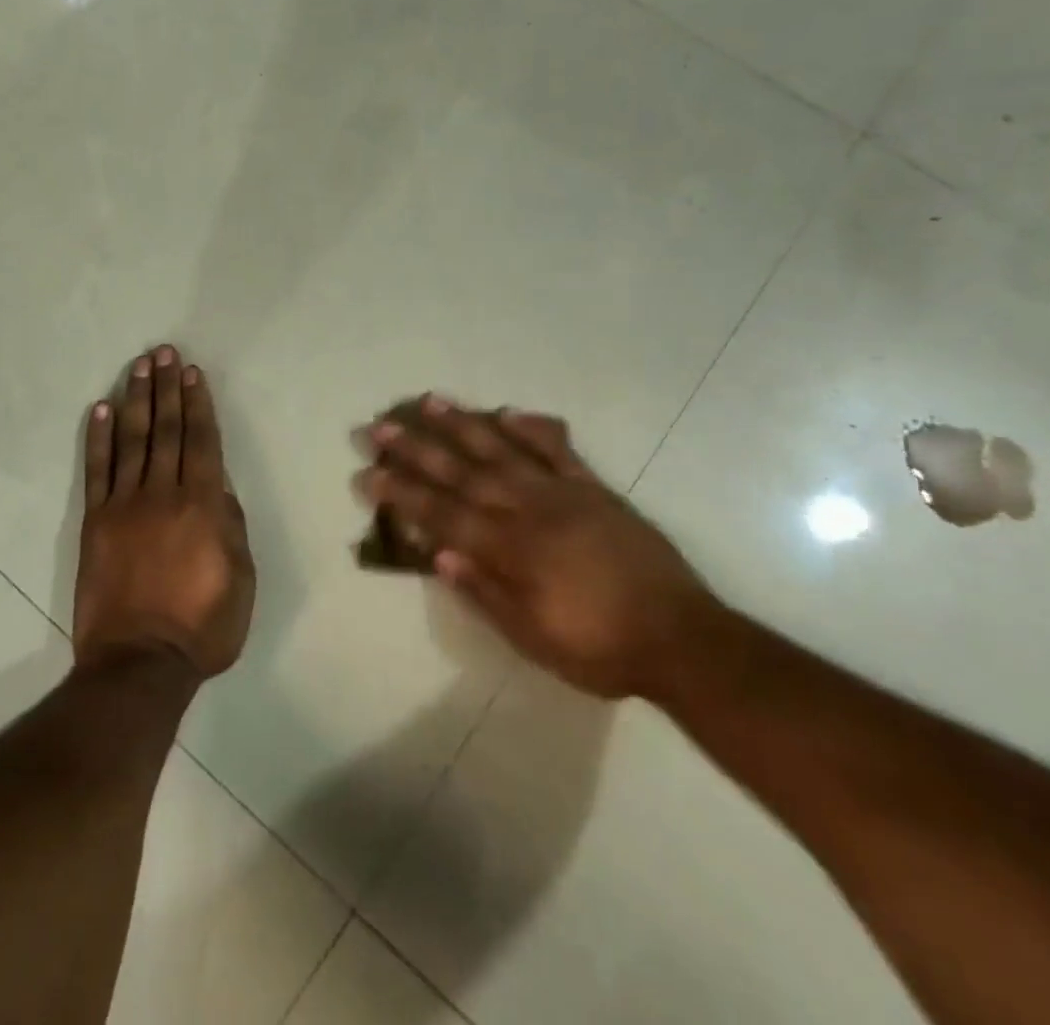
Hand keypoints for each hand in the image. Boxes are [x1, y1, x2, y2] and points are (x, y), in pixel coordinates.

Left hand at [75, 346, 253, 679]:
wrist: (138, 662)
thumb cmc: (203, 625)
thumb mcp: (242, 577)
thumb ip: (231, 524)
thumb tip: (219, 486)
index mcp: (203, 504)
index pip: (202, 440)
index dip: (198, 403)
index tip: (193, 373)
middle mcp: (163, 493)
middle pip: (167, 429)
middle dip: (167, 388)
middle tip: (165, 352)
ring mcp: (125, 504)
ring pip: (132, 440)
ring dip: (137, 400)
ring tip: (139, 367)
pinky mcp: (96, 521)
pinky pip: (97, 470)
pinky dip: (97, 437)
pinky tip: (100, 409)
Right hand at [358, 396, 719, 699]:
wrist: (681, 639)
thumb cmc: (598, 648)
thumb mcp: (533, 638)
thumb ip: (484, 593)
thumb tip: (438, 555)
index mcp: (509, 551)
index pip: (441, 514)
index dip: (401, 493)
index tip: (368, 473)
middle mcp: (527, 511)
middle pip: (461, 473)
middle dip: (416, 449)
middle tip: (381, 427)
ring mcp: (562, 493)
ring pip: (501, 450)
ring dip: (462, 425)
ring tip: (429, 402)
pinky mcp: (594, 489)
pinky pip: (558, 450)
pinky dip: (532, 428)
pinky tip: (506, 412)